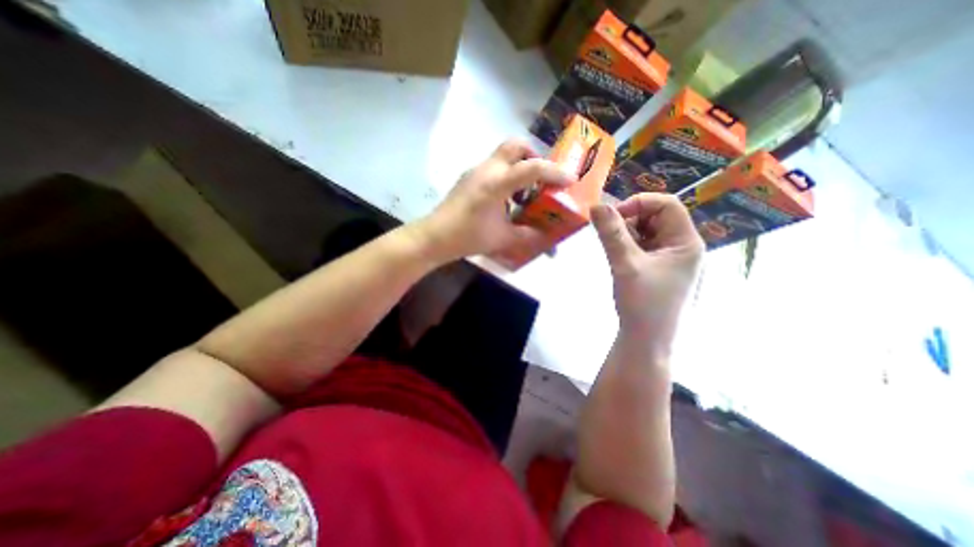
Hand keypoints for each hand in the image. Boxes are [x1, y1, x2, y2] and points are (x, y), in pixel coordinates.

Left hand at [416, 138, 571, 259]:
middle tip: (541, 178)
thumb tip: (547, 239)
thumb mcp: (503, 239)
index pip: (531, 168)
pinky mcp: (469, 177)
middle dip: (533, 156)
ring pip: (503, 155)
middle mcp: (486, 170)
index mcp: (496, 184)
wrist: (434, 237)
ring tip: (525, 192)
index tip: (570, 180)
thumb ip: (527, 235)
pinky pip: (493, 167)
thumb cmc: (468, 237)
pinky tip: (506, 199)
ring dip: (519, 167)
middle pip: (514, 146)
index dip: (554, 172)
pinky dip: (506, 175)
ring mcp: (475, 171)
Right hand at [589, 193, 703, 352]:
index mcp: (686, 242)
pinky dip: (626, 246)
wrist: (645, 340)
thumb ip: (611, 233)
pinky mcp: (657, 267)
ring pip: (645, 231)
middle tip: (610, 235)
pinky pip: (641, 245)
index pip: (667, 205)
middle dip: (630, 220)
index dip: (639, 204)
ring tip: (614, 252)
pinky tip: (618, 259)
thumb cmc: (642, 303)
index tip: (613, 216)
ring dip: (626, 234)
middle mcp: (681, 246)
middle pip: (656, 216)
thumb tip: (596, 205)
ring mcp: (669, 258)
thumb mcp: (625, 265)